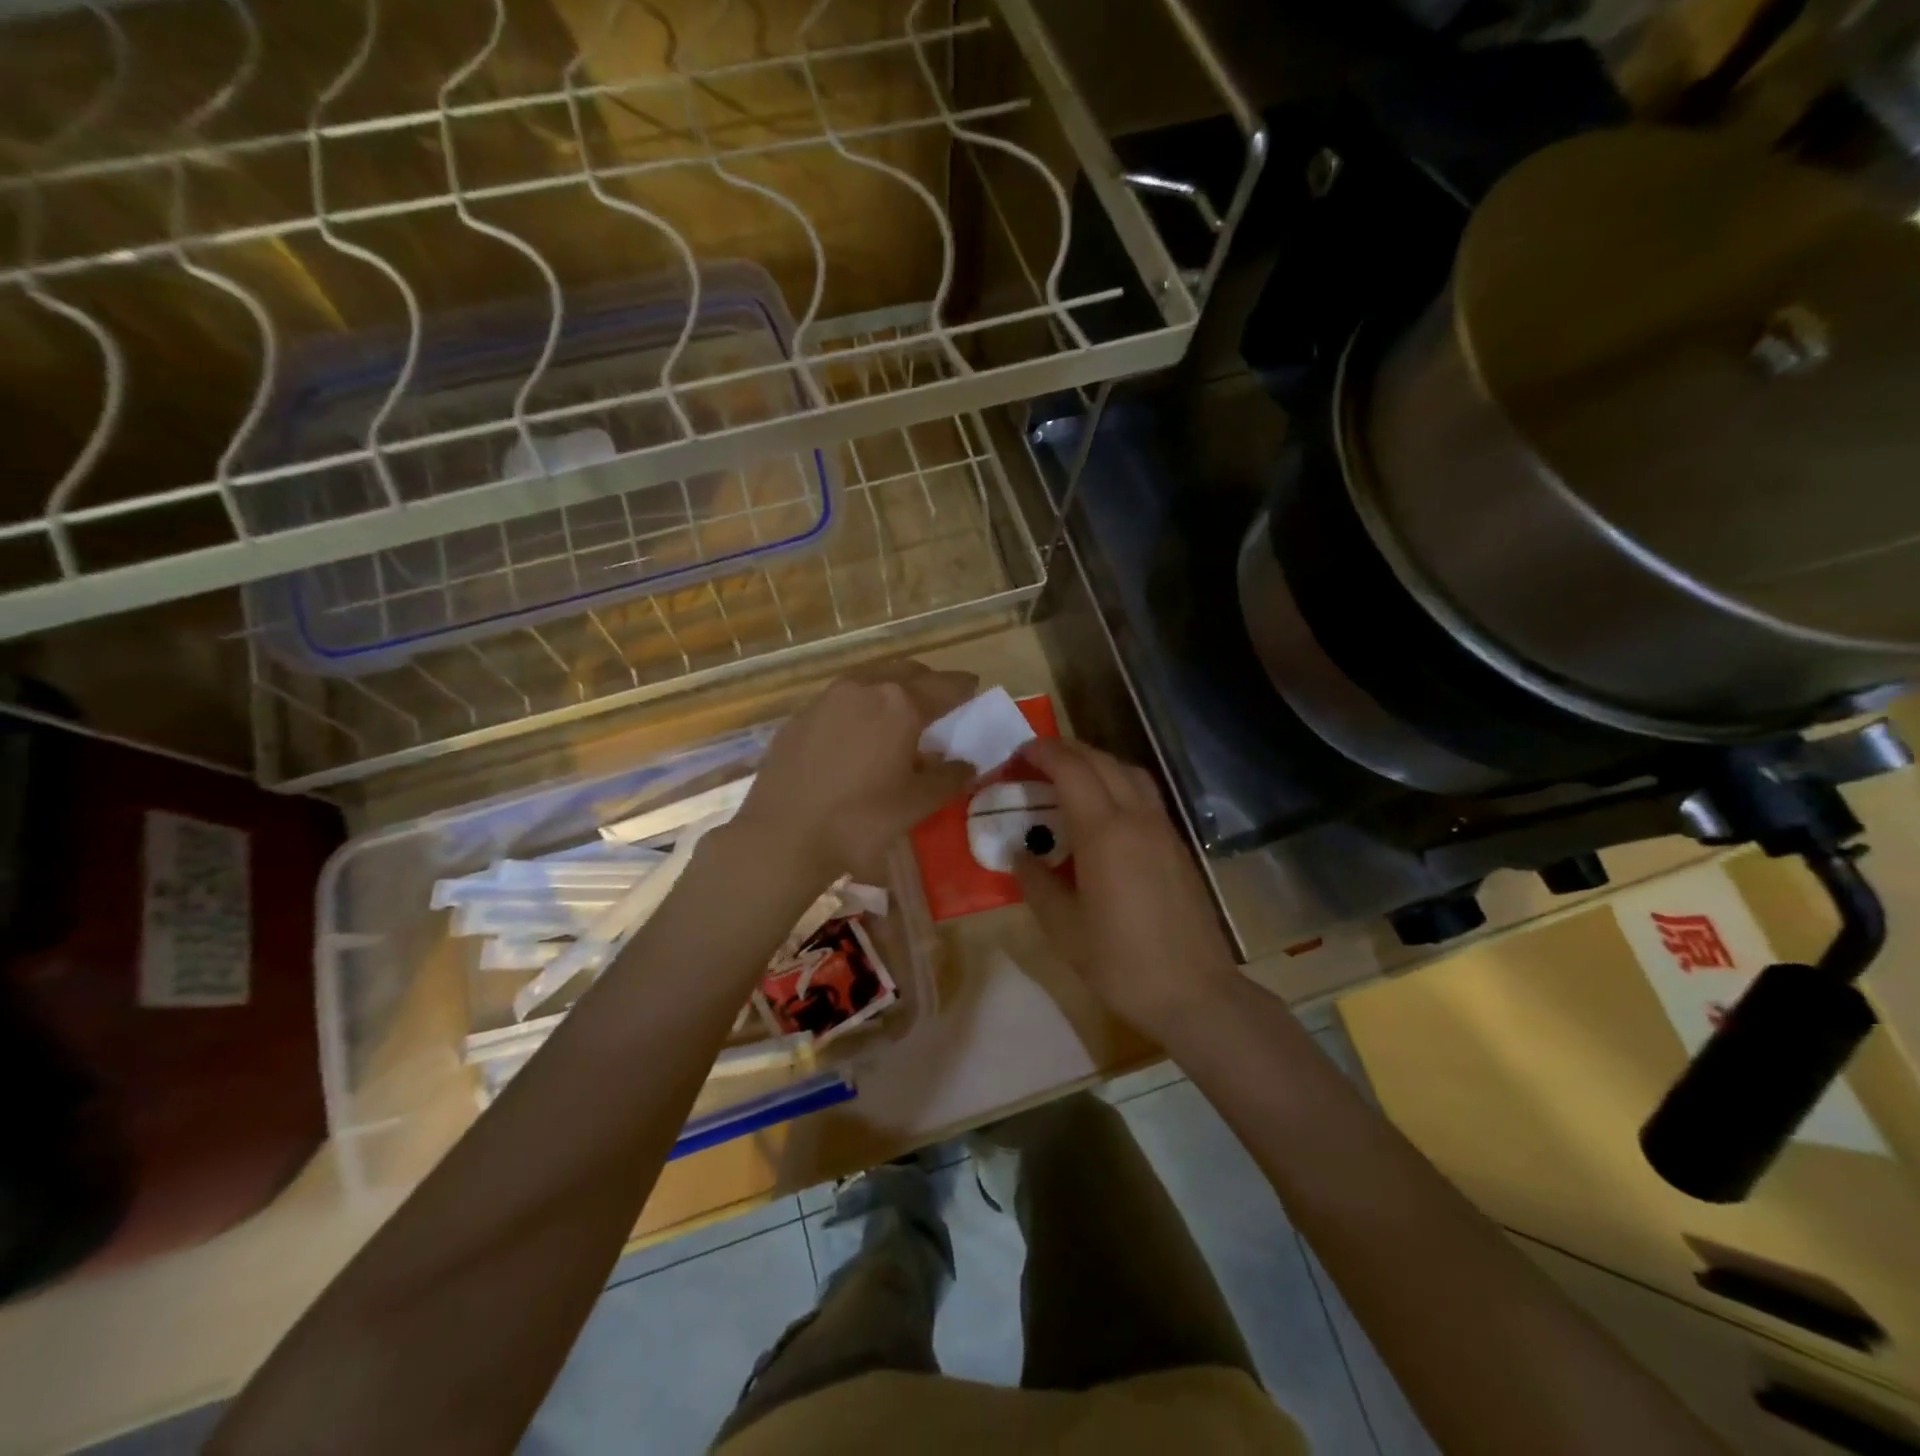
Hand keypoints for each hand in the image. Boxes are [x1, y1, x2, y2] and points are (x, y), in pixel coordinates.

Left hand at [735, 659, 977, 887]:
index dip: (963, 686)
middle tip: (939, 701)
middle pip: (905, 671)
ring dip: (890, 687)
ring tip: (898, 712)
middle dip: (927, 681)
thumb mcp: (916, 804)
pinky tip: (857, 732)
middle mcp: (863, 688)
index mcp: (899, 704)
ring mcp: (826, 698)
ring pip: (869, 678)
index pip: (944, 685)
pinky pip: (840, 699)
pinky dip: (859, 705)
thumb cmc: (859, 821)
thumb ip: (948, 778)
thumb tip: (966, 763)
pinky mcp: (799, 716)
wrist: (782, 836)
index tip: (973, 687)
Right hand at [1013, 737, 1238, 1036]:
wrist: (1194, 991)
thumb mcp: (1063, 928)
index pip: (1071, 770)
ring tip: (1068, 776)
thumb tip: (1019, 853)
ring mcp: (1163, 829)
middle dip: (1065, 750)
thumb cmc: (1121, 962)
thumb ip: (1036, 882)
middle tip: (1035, 760)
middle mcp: (1136, 818)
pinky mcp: (1177, 844)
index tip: (1017, 755)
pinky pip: (1144, 794)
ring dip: (1095, 761)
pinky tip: (1103, 808)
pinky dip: (1117, 782)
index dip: (1042, 754)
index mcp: (1104, 833)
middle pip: (1101, 761)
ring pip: (1129, 771)